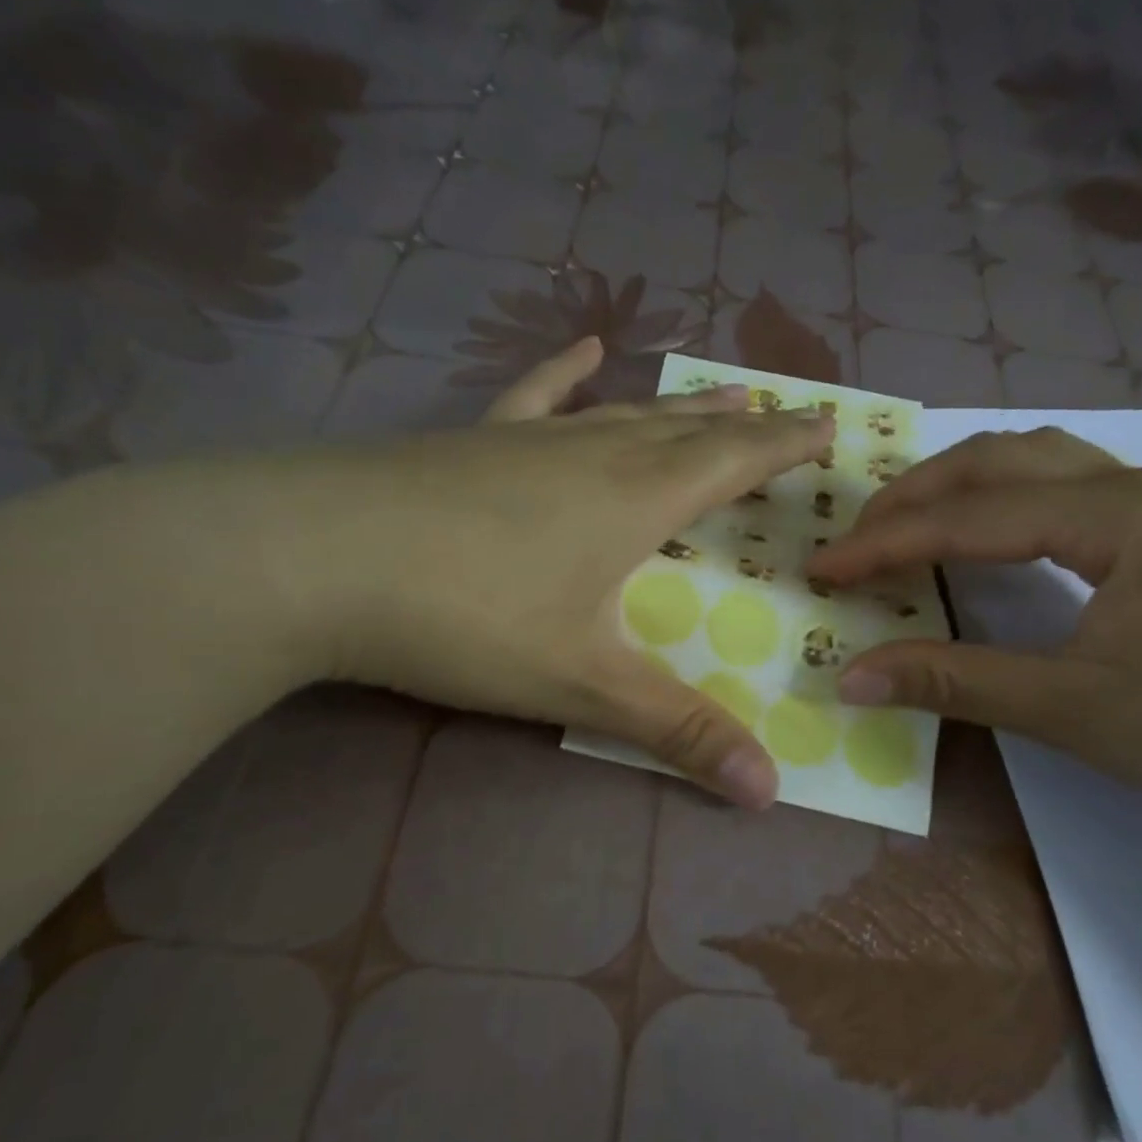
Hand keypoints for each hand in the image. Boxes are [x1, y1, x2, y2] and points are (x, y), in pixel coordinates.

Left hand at [297, 339, 830, 808]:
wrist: (314, 559)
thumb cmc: (467, 618)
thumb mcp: (583, 685)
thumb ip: (678, 732)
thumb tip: (769, 793)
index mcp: (637, 500)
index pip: (734, 463)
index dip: (785, 445)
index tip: (827, 426)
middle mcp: (596, 455)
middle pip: (688, 432)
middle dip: (745, 427)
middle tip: (785, 414)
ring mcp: (532, 440)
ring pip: (626, 413)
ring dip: (679, 407)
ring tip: (721, 394)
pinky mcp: (473, 440)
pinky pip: (535, 396)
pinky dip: (566, 372)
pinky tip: (585, 348)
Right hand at [804, 427, 1141, 839]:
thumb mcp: (1073, 710)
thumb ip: (955, 682)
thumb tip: (850, 678)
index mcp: (1119, 514)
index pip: (972, 516)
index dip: (888, 543)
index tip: (823, 567)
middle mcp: (1136, 484)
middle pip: (999, 461)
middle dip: (914, 497)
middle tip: (854, 541)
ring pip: (1034, 462)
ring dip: (958, 487)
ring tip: (903, 525)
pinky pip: (1062, 488)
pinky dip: (1001, 500)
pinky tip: (982, 531)